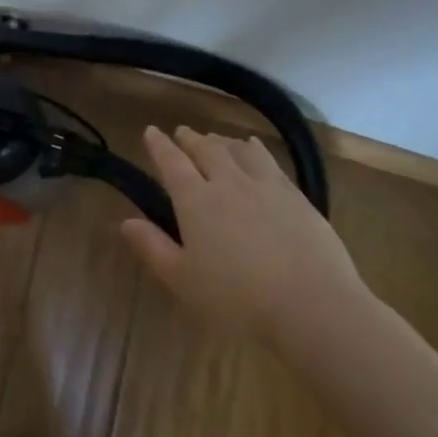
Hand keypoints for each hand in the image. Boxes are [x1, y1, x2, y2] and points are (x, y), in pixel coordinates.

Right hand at [119, 125, 366, 345]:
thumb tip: (125, 222)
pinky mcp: (295, 196)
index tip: (150, 131)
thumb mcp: (183, 279)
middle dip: (190, 139)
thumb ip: (153, 247)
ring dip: (222, 141)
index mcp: (195, 201)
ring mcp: (265, 186)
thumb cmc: (237, 298)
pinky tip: (254, 148)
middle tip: (181, 133)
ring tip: (215, 139)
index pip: (171, 163)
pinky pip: (269, 161)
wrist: (312, 305)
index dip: (159, 146)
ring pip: (238, 150)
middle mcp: (228, 183)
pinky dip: (255, 149)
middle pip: (206, 150)